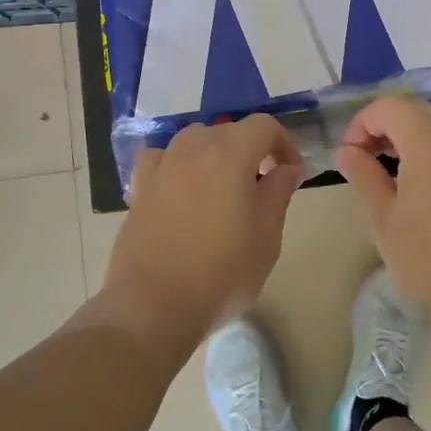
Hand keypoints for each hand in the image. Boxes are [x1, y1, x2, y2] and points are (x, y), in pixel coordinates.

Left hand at [101, 115, 304, 359]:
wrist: (154, 305)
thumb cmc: (221, 273)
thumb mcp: (266, 238)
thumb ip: (278, 194)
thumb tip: (286, 168)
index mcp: (229, 154)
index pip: (263, 125)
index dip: (283, 143)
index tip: (291, 173)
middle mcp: (192, 149)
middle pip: (228, 131)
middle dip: (250, 150)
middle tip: (262, 186)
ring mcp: (161, 167)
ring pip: (193, 141)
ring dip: (214, 155)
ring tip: (222, 189)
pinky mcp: (139, 188)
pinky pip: (162, 160)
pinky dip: (177, 165)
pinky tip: (181, 189)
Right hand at [335, 98, 430, 328]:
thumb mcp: (385, 221)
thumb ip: (365, 177)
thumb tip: (348, 151)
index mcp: (427, 142)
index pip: (388, 107)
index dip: (362, 124)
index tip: (351, 157)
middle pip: (418, 109)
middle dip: (387, 127)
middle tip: (369, 162)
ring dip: (421, 132)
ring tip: (405, 165)